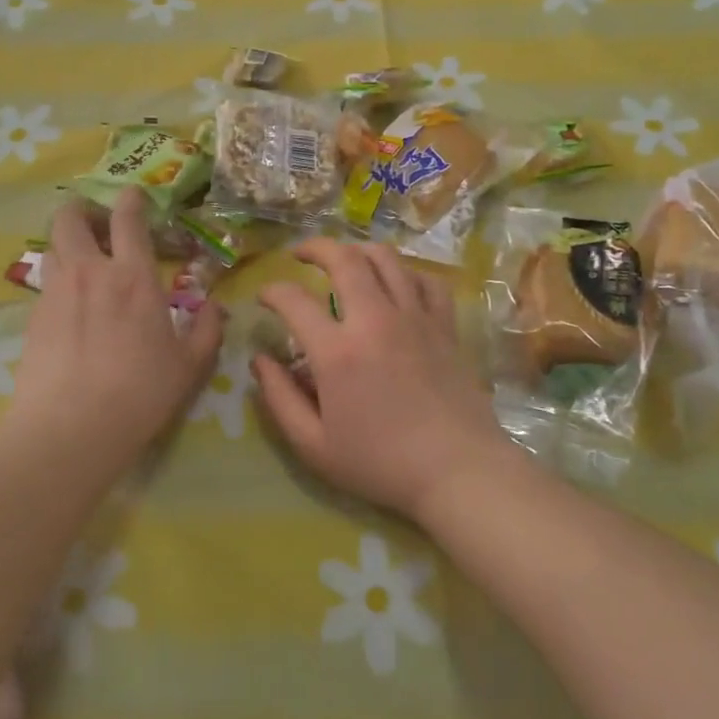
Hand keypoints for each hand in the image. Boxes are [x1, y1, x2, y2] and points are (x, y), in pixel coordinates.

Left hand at [4, 190, 222, 476]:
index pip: (128, 220)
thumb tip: (216, 307)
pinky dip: (58, 280)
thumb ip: (207, 330)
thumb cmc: (141, 393)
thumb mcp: (189, 366)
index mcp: (134, 278)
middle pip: (71, 219)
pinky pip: (45, 283)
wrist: (71, 428)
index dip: (130, 199)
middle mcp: (90, 273)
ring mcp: (56, 293)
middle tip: (94, 219)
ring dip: (67, 243)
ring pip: (52, 247)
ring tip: (81, 259)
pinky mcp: (33, 317)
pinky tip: (69, 305)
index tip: (133, 194)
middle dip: (81, 208)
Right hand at [253, 240, 506, 520]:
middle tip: (300, 254)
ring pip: (387, 259)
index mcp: (337, 351)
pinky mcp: (445, 326)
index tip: (264, 297)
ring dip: (359, 250)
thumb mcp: (314, 445)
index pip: (294, 300)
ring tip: (345, 258)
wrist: (458, 471)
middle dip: (315, 247)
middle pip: (343, 259)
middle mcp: (375, 320)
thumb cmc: (381, 464)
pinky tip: (398, 283)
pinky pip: (427, 280)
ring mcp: (415, 318)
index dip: (272, 291)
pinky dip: (408, 273)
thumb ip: (279, 398)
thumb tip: (260, 360)